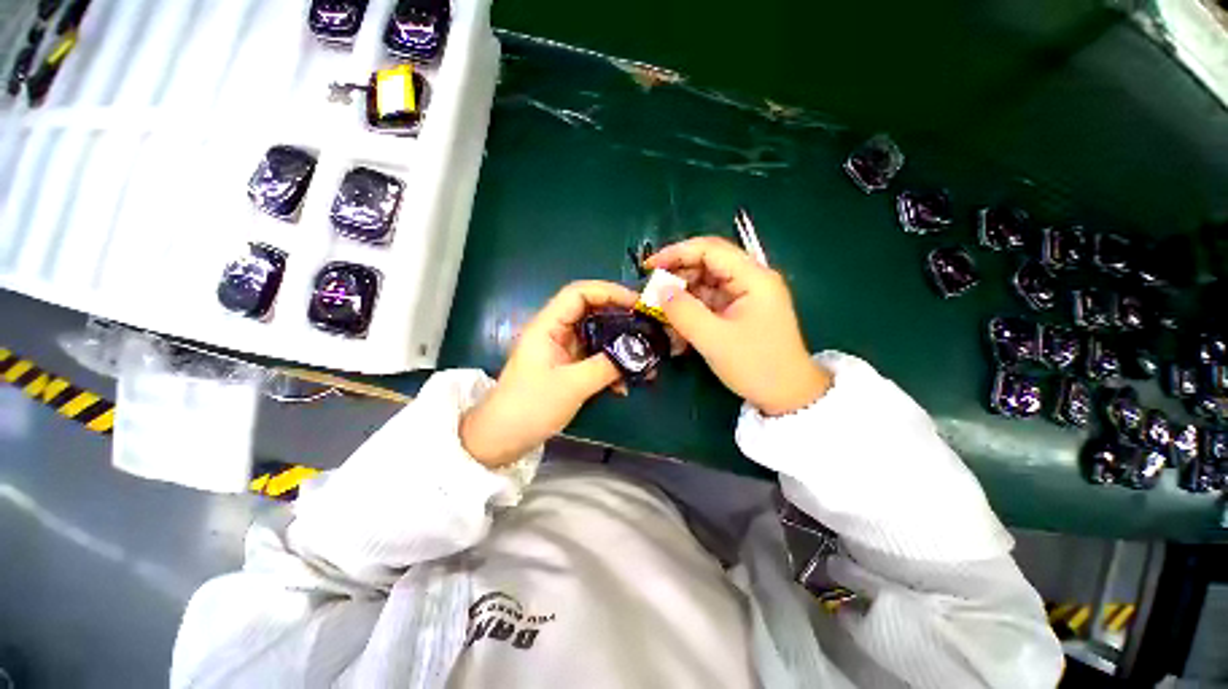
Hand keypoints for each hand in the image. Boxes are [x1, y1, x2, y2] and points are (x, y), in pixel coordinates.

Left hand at [460, 281, 637, 466]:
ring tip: (643, 360)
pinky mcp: (568, 367)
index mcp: (548, 326)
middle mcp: (556, 332)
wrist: (503, 438)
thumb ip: (607, 366)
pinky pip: (595, 358)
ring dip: (620, 347)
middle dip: (621, 319)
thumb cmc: (530, 407)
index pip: (579, 294)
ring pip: (597, 337)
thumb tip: (639, 353)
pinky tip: (624, 385)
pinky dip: (611, 367)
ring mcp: (562, 350)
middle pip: (592, 312)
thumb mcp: (572, 385)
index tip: (637, 304)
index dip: (609, 292)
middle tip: (647, 328)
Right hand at [646, 236, 831, 415]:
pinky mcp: (739, 311)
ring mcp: (745, 296)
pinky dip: (691, 308)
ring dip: (681, 294)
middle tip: (651, 291)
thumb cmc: (756, 366)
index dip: (676, 253)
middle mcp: (751, 279)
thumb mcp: (715, 340)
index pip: (710, 249)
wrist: (787, 395)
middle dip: (677, 275)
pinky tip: (676, 321)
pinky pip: (709, 301)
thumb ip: (684, 312)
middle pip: (707, 263)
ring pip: (705, 283)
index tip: (649, 267)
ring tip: (659, 309)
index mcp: (753, 277)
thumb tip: (659, 290)